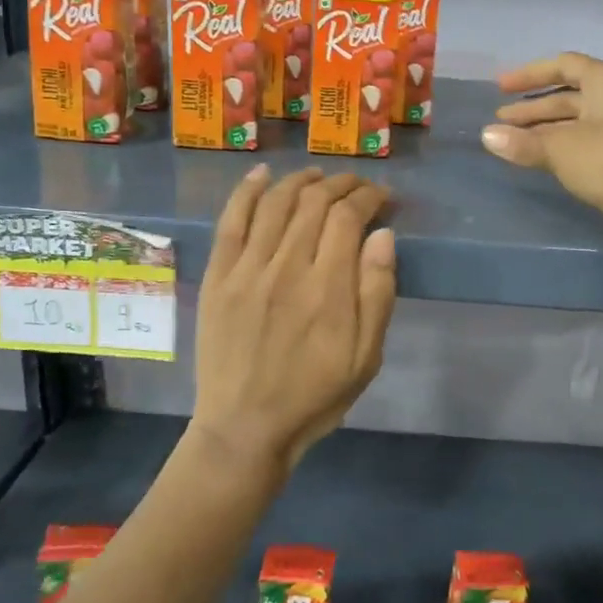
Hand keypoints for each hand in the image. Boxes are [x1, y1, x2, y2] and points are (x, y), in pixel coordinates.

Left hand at [193, 165, 396, 476]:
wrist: (245, 428)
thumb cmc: (315, 395)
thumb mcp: (366, 357)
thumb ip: (377, 293)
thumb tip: (383, 235)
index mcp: (328, 289)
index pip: (348, 217)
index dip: (368, 197)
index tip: (382, 197)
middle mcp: (287, 268)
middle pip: (314, 203)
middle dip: (340, 184)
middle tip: (356, 185)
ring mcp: (247, 270)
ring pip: (275, 203)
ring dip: (300, 180)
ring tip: (318, 175)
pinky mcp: (219, 277)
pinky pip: (231, 222)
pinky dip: (246, 192)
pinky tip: (261, 174)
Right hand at [480, 52, 602, 248]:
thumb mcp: (560, 148)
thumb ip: (522, 142)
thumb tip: (486, 136)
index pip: (563, 65)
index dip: (529, 74)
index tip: (500, 88)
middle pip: (568, 96)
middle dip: (532, 108)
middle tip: (500, 122)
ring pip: (576, 123)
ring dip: (544, 131)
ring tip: (511, 143)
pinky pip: (585, 145)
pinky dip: (561, 148)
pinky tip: (539, 161)